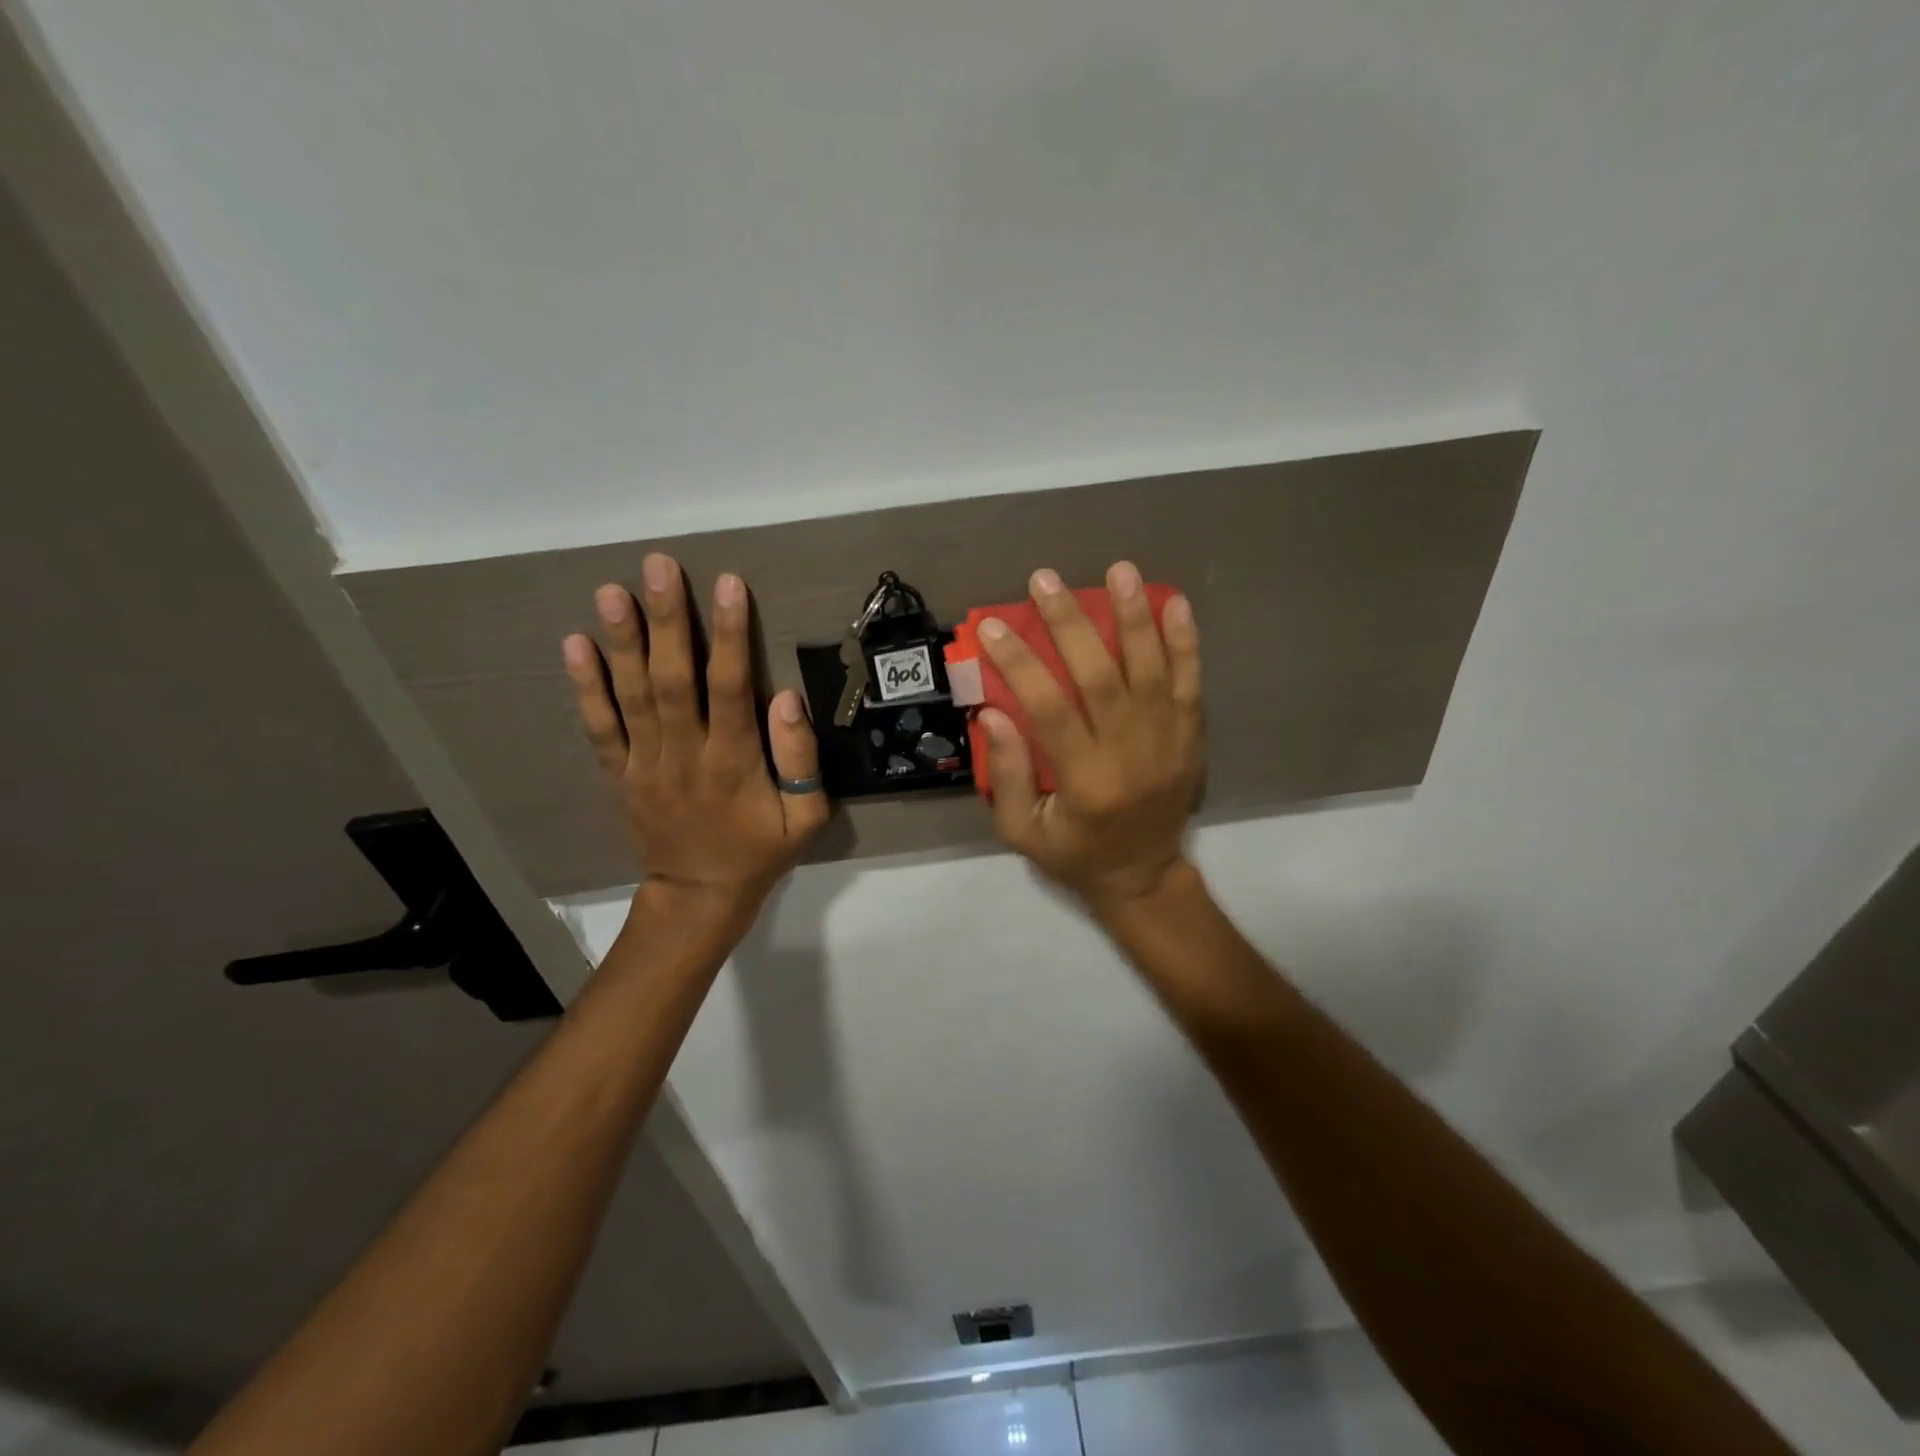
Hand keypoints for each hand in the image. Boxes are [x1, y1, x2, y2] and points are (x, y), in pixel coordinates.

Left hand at [562, 554, 828, 923]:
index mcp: (733, 763)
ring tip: (611, 592)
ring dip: (622, 642)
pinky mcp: (619, 774)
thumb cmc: (759, 852)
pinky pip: (599, 727)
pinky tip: (575, 645)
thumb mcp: (804, 818)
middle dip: (667, 621)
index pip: (731, 688)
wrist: (698, 897)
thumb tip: (787, 699)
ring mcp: (645, 764)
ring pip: (632, 696)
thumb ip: (800, 760)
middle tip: (658, 567)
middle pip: (673, 680)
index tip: (728, 584)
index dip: (730, 635)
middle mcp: (684, 754)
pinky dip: (586, 687)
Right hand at [976, 562, 1203, 913]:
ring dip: (1134, 617)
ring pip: (1152, 670)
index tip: (993, 627)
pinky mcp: (1191, 738)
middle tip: (1045, 581)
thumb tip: (991, 713)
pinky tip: (1174, 602)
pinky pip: (1192, 683)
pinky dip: (1185, 642)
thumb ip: (1008, 775)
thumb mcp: (1023, 832)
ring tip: (1118, 571)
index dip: (1020, 663)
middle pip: (1101, 677)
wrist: (1145, 876)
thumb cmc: (1076, 855)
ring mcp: (1168, 743)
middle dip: (1070, 624)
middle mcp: (1131, 754)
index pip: (1049, 709)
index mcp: (1086, 781)